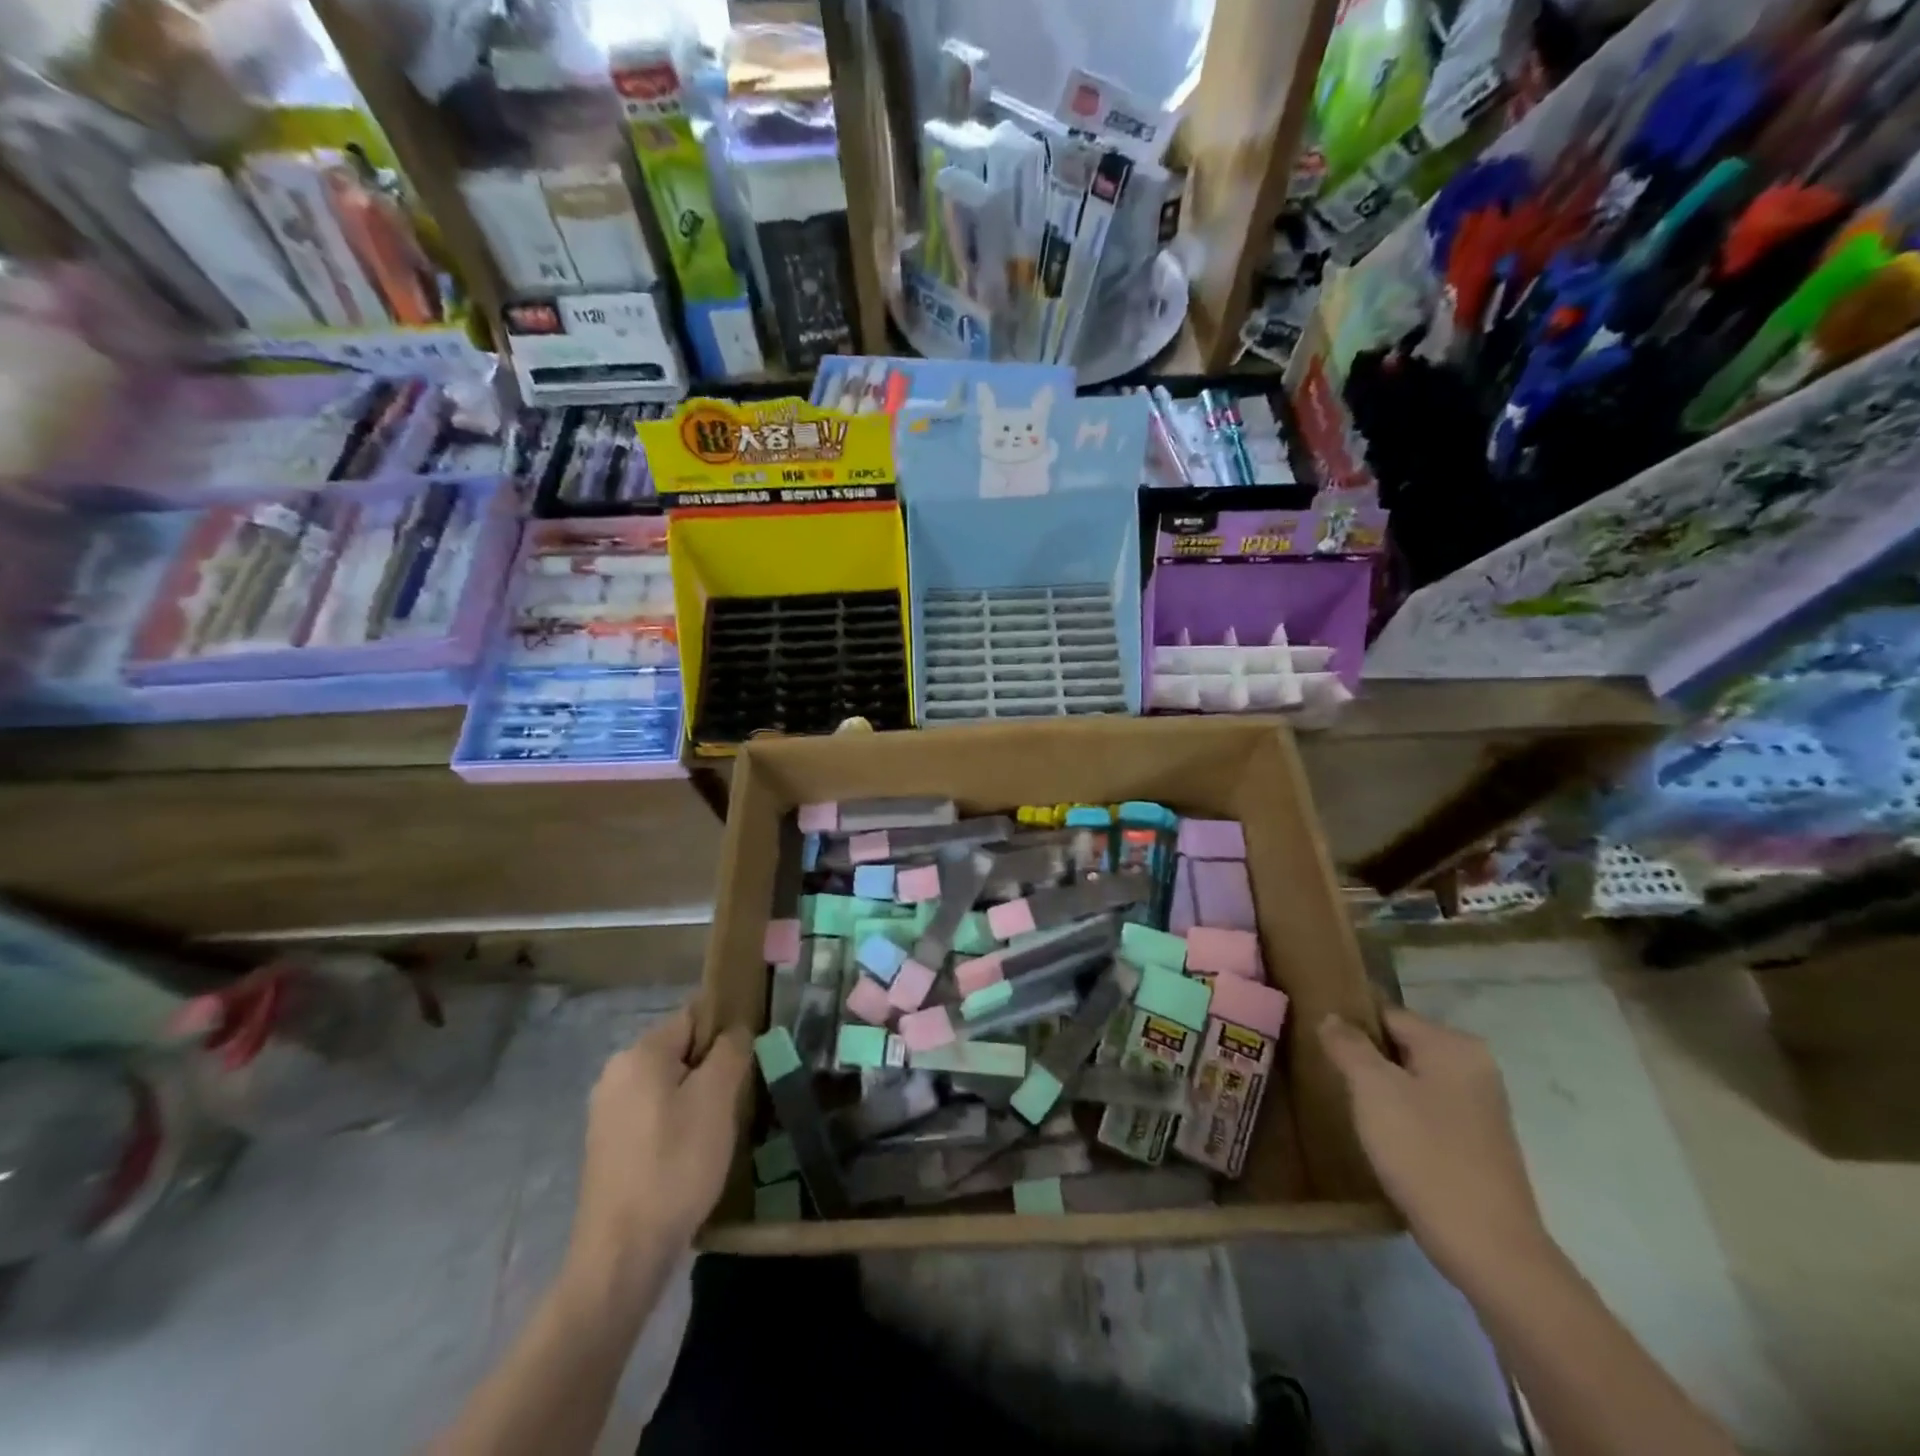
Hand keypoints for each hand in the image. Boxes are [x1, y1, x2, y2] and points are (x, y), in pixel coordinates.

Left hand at [570, 1006, 749, 1294]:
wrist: (622, 1254)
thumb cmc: (675, 1165)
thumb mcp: (716, 1100)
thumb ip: (730, 1052)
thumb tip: (736, 1031)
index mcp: (639, 1054)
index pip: (693, 1016)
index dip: (725, 1030)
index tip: (750, 1057)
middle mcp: (615, 1074)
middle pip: (679, 1050)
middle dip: (711, 1068)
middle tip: (739, 1097)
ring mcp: (606, 1112)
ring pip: (667, 1084)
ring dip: (696, 1097)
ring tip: (720, 1128)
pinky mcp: (607, 1146)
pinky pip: (652, 1114)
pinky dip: (676, 1123)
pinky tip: (692, 1153)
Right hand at [1319, 1006, 1555, 1288]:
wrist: (1488, 1248)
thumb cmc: (1425, 1154)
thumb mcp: (1372, 1089)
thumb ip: (1348, 1044)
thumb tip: (1331, 1017)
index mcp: (1453, 1045)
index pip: (1386, 1014)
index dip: (1349, 1025)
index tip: (1317, 1042)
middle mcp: (1474, 1066)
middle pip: (1401, 1045)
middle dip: (1364, 1058)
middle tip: (1326, 1074)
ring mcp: (1481, 1106)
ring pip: (1412, 1079)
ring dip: (1381, 1088)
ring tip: (1348, 1105)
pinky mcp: (1479, 1141)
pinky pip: (1428, 1109)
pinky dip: (1402, 1114)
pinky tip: (1381, 1136)